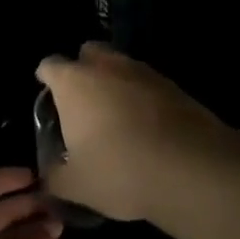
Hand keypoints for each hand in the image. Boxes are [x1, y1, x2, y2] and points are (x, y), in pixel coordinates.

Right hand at [35, 43, 239, 221]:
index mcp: (74, 82)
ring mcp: (143, 72)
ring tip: (116, 117)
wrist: (193, 170)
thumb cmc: (121, 171)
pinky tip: (147, 127)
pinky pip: (148, 84)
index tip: (47, 97)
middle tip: (83, 103)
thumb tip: (46, 177)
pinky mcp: (174, 85)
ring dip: (115, 83)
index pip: (49, 65)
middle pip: (88, 53)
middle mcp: (106, 66)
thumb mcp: (76, 185)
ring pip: (121, 66)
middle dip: (83, 70)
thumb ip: (54, 177)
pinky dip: (143, 98)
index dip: (46, 79)